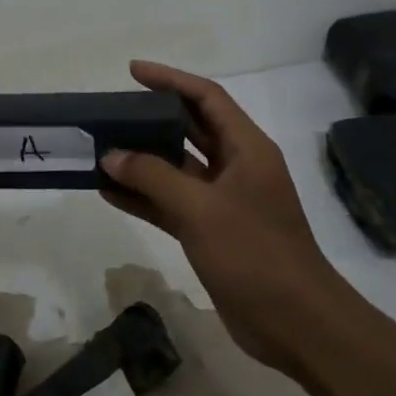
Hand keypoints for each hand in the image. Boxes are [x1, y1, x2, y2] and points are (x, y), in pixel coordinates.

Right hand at [99, 60, 342, 368]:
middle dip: (151, 119)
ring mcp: (223, 202)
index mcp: (247, 149)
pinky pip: (170, 203)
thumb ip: (153, 177)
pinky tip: (108, 193)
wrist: (295, 324)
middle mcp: (236, 168)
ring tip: (100, 151)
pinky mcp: (211, 232)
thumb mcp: (201, 209)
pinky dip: (143, 198)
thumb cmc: (255, 253)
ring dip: (141, 161)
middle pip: (190, 129)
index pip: (207, 98)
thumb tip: (112, 156)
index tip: (133, 71)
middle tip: (111, 112)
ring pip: (176, 169)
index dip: (171, 80)